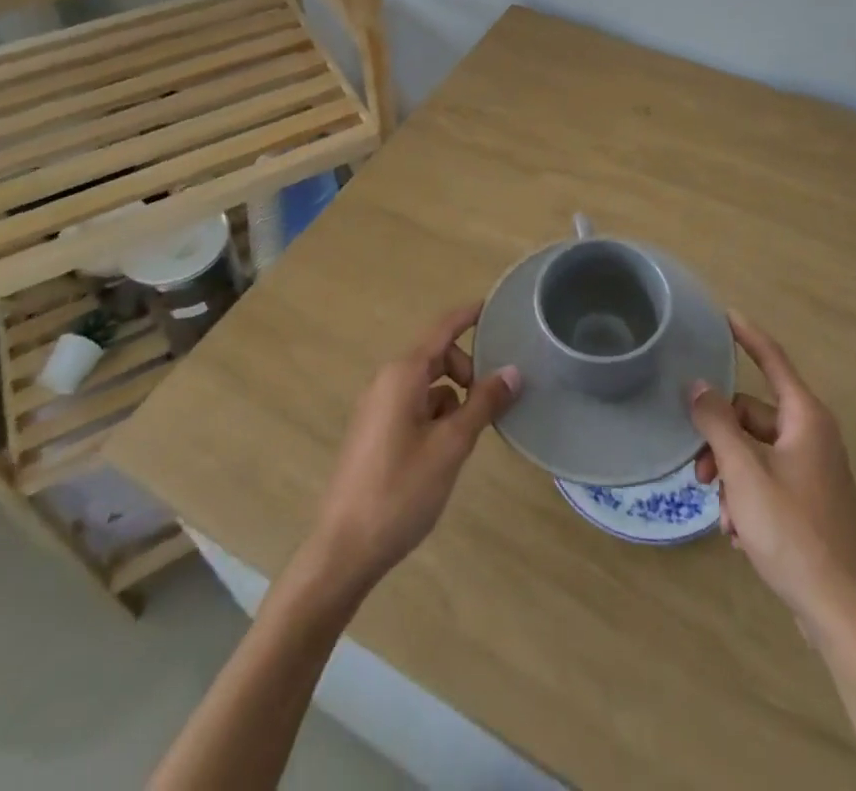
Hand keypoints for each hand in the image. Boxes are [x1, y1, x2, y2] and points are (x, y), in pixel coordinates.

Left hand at [307, 304, 520, 594]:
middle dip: (467, 369)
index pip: (442, 329)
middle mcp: (386, 381)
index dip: (469, 315)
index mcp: (402, 375)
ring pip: (426, 384)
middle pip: (436, 356)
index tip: (496, 306)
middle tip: (490, 401)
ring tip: (470, 434)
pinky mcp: (374, 433)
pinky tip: (446, 450)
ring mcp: (376, 408)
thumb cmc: (400, 491)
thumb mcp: (451, 445)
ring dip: (453, 397)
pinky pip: (413, 406)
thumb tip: (512, 370)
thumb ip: (482, 403)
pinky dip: (436, 414)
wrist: (344, 549)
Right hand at [691, 312, 855, 627]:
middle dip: (720, 440)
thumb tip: (698, 385)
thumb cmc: (794, 532)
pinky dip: (747, 499)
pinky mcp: (810, 502)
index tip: (724, 313)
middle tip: (700, 473)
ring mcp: (813, 470)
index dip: (747, 334)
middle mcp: (812, 436)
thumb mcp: (745, 473)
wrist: (844, 614)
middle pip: (751, 415)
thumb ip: (717, 423)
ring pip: (754, 452)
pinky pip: (766, 480)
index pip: (772, 359)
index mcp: (805, 418)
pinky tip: (739, 535)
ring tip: (724, 517)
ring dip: (731, 477)